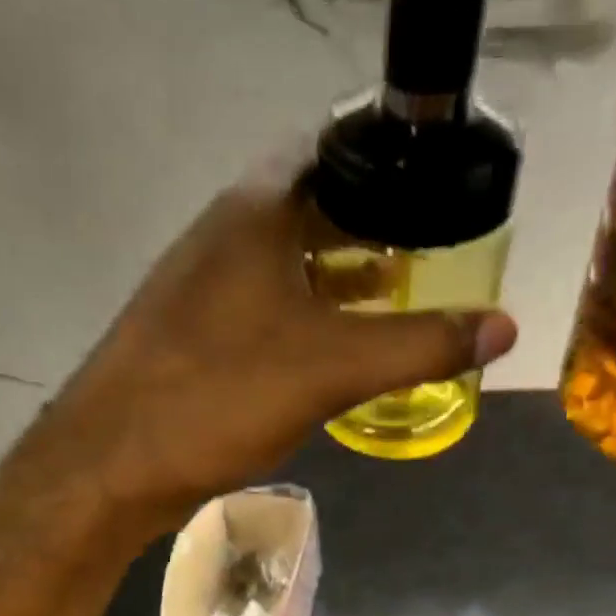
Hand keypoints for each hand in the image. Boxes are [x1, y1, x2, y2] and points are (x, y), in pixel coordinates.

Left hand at [24, 166, 517, 535]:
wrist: (110, 464)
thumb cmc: (220, 395)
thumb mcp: (333, 369)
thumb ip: (420, 344)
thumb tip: (505, 326)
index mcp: (254, 215)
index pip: (330, 151)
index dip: (386, 160)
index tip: (437, 181)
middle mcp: (222, 235)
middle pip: (309, 206)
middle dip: (369, 223)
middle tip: (428, 244)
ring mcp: (200, 285)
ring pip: (283, 260)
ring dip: (335, 272)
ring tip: (394, 291)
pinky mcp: (190, 332)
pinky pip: (261, 304)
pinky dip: (303, 312)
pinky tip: (330, 347)